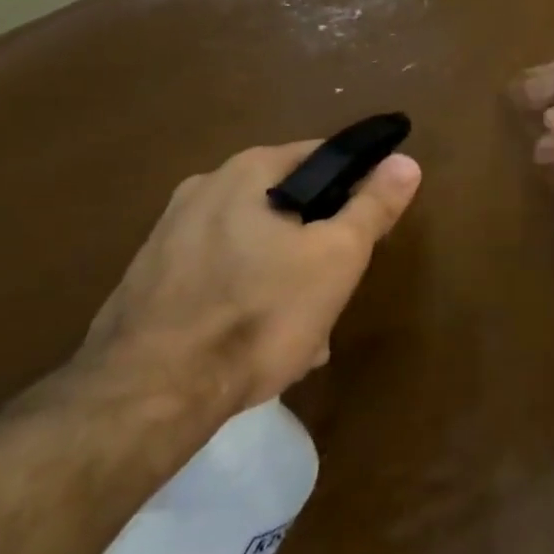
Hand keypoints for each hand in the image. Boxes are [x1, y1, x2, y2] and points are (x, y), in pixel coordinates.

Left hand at [78, 143, 421, 411]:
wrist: (148, 396)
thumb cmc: (259, 312)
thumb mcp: (338, 256)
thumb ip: (373, 206)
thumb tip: (406, 161)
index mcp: (248, 170)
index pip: (323, 157)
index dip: (357, 191)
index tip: (369, 234)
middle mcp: (203, 189)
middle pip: (288, 207)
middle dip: (319, 247)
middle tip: (336, 292)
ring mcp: (167, 236)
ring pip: (255, 248)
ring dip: (286, 280)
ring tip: (302, 335)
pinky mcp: (147, 282)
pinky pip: (218, 278)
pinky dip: (245, 301)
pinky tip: (256, 347)